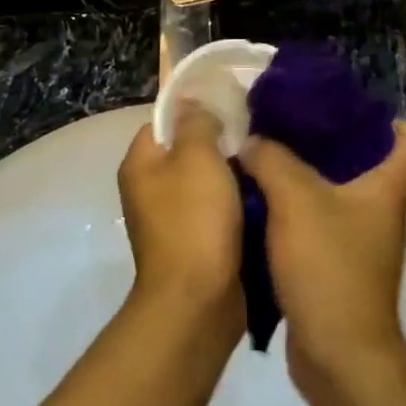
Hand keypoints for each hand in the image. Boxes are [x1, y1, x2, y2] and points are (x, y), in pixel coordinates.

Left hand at [117, 105, 244, 336]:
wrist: (197, 301)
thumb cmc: (194, 221)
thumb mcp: (198, 157)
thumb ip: (196, 123)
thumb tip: (193, 105)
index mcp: (140, 164)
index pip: (164, 121)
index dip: (196, 112)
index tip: (232, 111)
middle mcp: (149, 190)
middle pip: (187, 152)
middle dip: (220, 145)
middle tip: (255, 139)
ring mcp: (170, 220)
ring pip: (205, 183)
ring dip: (232, 177)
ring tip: (264, 166)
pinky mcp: (193, 245)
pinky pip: (215, 213)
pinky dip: (235, 206)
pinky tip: (262, 200)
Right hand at [239, 122, 405, 389]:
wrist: (338, 354)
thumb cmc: (329, 267)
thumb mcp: (295, 200)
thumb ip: (271, 160)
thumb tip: (252, 141)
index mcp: (386, 189)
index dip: (388, 119)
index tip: (345, 107)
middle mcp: (381, 213)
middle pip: (364, 164)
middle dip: (326, 143)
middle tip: (285, 126)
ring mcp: (361, 244)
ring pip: (335, 197)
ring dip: (303, 179)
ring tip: (264, 159)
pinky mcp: (338, 270)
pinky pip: (317, 227)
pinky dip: (293, 214)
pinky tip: (259, 205)